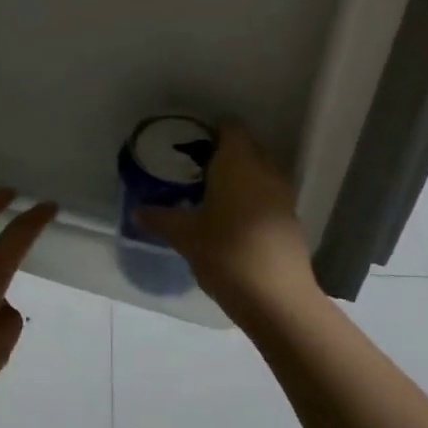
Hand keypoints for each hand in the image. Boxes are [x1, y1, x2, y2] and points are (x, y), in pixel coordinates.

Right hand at [135, 124, 318, 322]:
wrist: (277, 299)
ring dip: (238, 177)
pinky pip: (267, 195)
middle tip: (193, 170)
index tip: (187, 145)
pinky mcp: (290, 219)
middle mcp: (264, 170)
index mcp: (238, 162)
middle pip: (246, 147)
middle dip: (222, 154)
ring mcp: (282, 195)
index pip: (229, 129)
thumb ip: (160, 218)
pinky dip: (250, 198)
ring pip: (258, 172)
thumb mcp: (185, 236)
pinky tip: (230, 220)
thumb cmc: (226, 254)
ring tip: (209, 195)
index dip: (209, 132)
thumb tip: (137, 211)